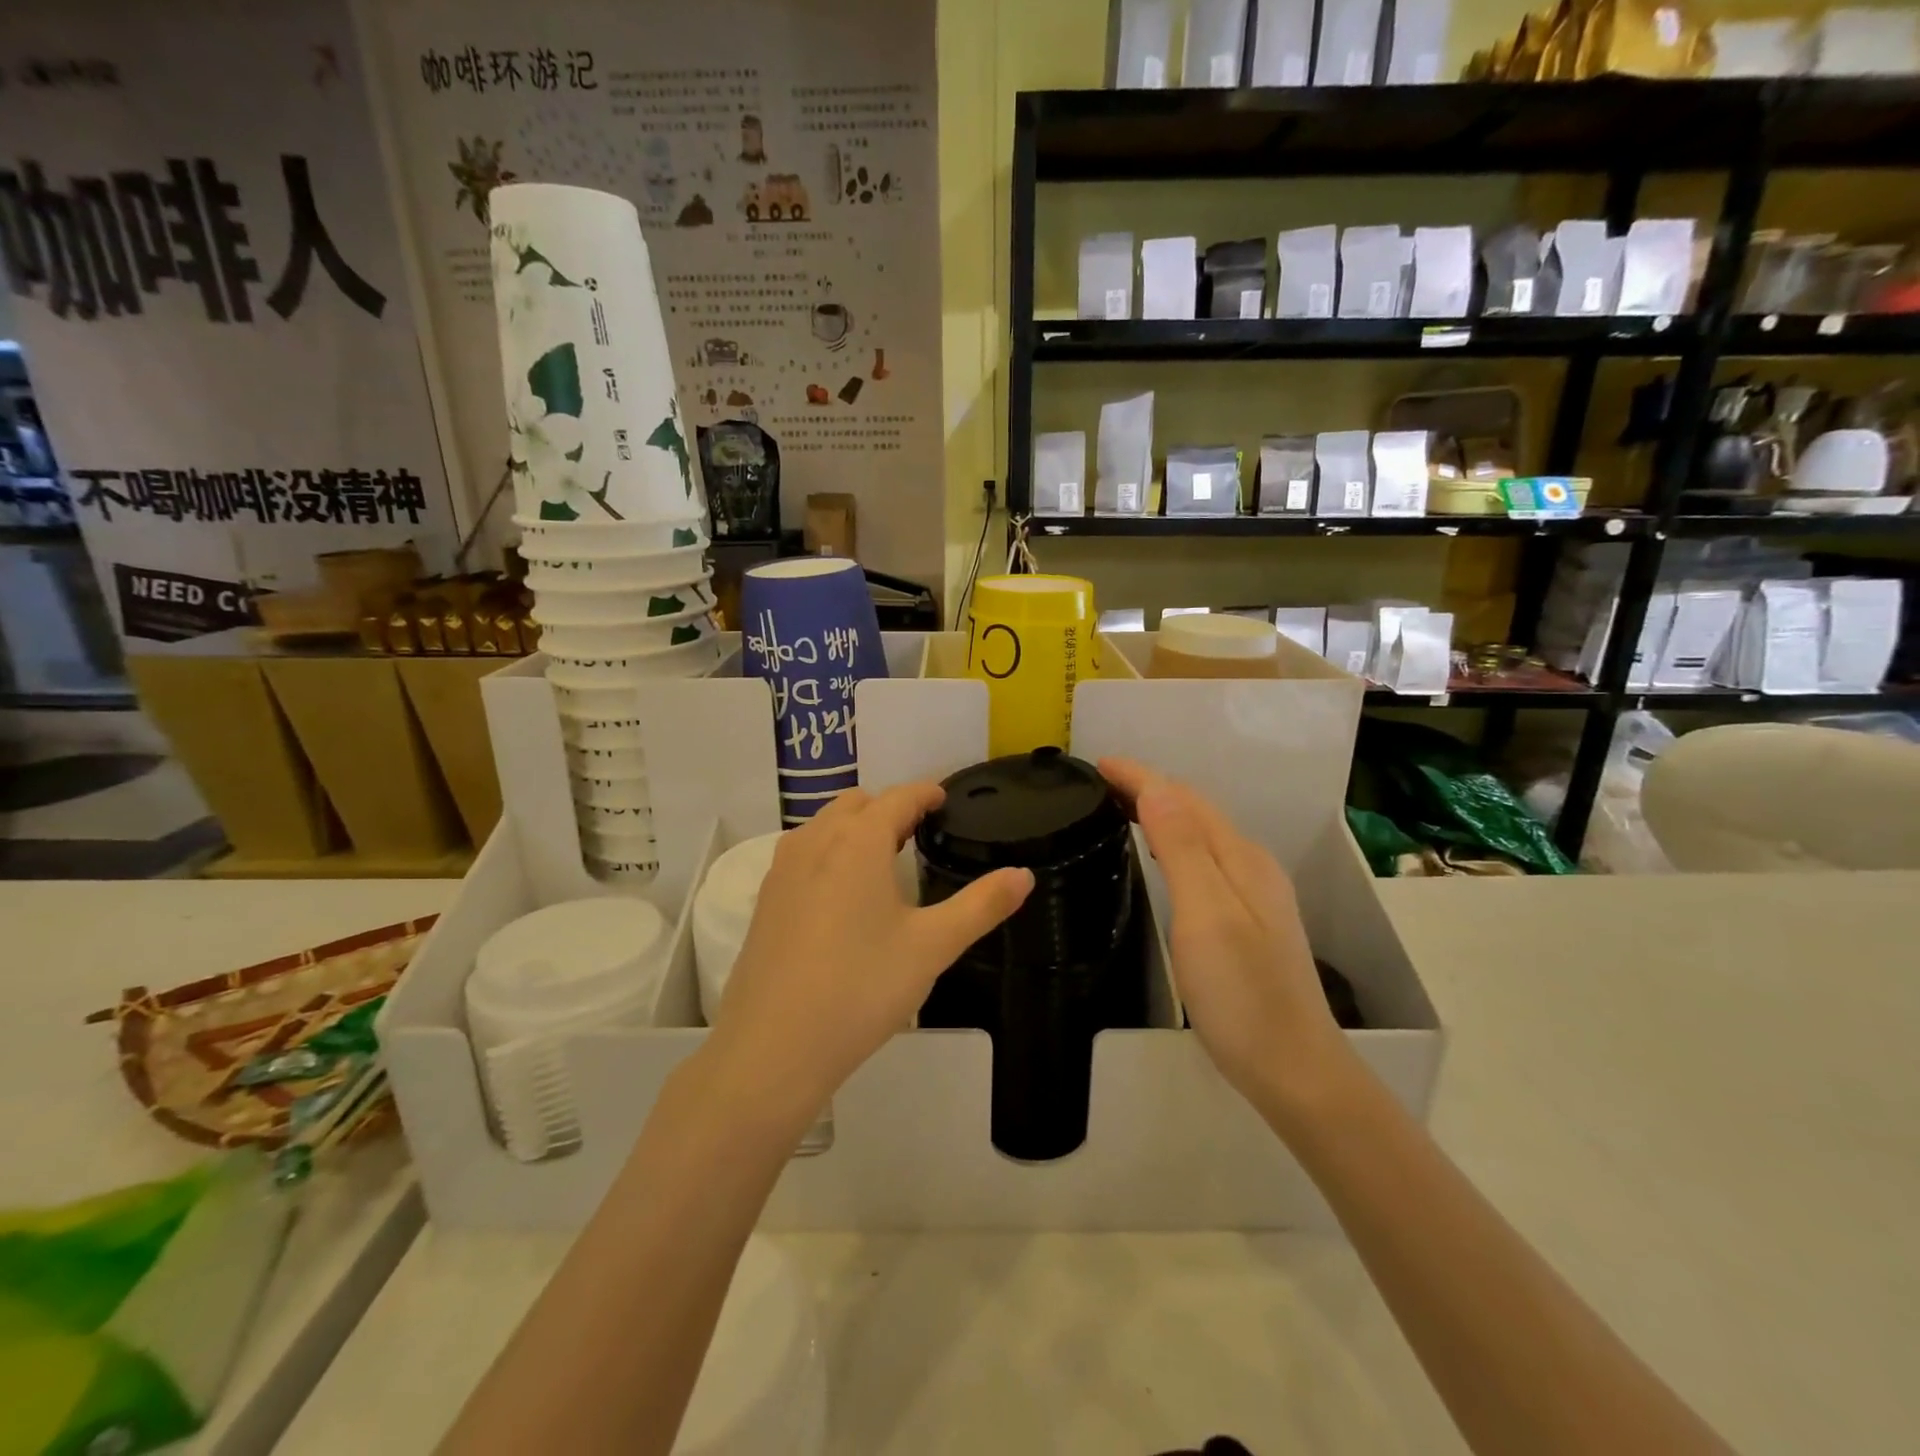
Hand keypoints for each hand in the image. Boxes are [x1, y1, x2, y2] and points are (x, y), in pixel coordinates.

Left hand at [702, 784, 1032, 1130]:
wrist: (773, 1047)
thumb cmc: (861, 988)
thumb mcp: (932, 947)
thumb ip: (981, 905)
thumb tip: (1024, 875)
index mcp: (858, 841)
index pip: (898, 798)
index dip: (926, 793)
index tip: (944, 799)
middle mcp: (815, 841)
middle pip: (857, 804)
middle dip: (890, 808)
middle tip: (919, 834)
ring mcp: (782, 869)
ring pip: (825, 825)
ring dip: (856, 827)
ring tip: (883, 859)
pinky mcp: (765, 899)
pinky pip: (803, 853)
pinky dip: (829, 852)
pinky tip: (842, 895)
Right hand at [1099, 758, 1355, 1126]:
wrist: (1293, 1067)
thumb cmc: (1242, 993)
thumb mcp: (1206, 915)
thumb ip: (1182, 848)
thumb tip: (1156, 788)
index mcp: (1240, 858)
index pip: (1183, 799)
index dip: (1140, 777)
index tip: (1097, 763)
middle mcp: (1250, 865)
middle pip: (1195, 810)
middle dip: (1149, 788)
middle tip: (1100, 784)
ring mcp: (1254, 893)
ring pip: (1200, 833)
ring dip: (1161, 812)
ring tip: (1121, 809)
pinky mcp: (1248, 919)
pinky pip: (1204, 858)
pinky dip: (1173, 842)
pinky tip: (1161, 857)